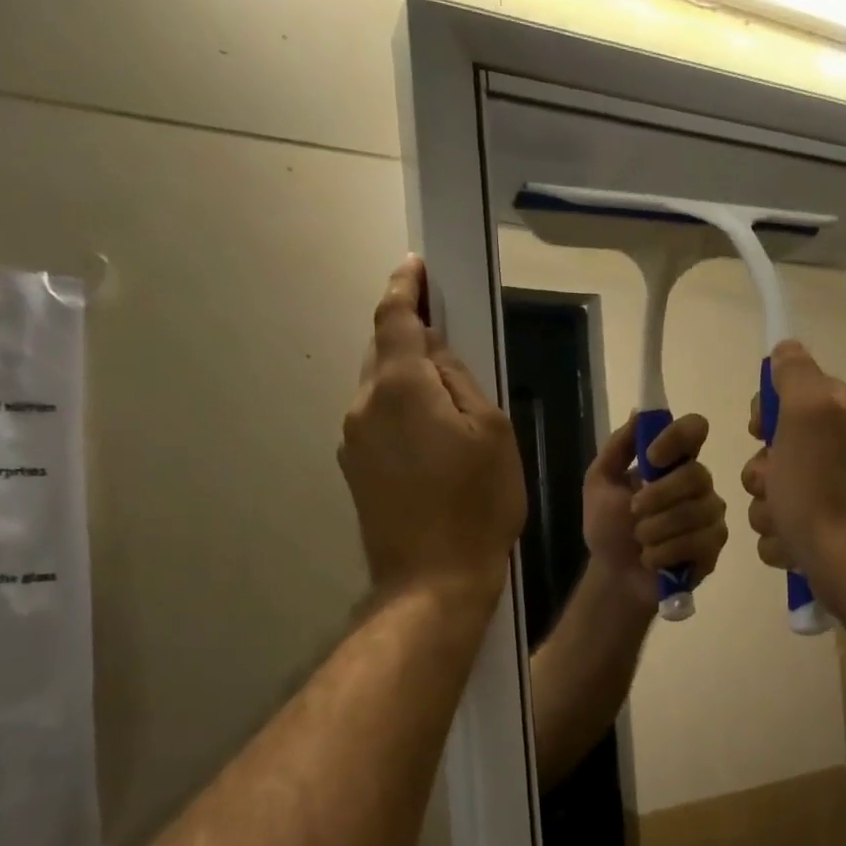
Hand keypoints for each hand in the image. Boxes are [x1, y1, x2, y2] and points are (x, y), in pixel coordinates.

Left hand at [338, 257, 525, 604]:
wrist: (433, 579)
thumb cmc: (478, 503)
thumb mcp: (492, 431)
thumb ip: (460, 380)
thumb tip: (434, 353)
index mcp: (401, 387)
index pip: (395, 320)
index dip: (404, 288)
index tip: (414, 266)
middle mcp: (364, 404)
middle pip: (384, 353)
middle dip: (408, 336)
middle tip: (443, 332)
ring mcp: (353, 440)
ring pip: (380, 390)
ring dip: (408, 380)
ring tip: (447, 401)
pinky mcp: (355, 470)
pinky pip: (378, 421)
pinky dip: (401, 412)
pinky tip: (431, 438)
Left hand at [584, 413, 728, 604]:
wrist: (614, 576)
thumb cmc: (608, 528)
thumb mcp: (600, 483)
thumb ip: (618, 447)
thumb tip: (640, 412)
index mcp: (673, 462)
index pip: (695, 429)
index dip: (677, 437)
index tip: (652, 456)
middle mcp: (698, 483)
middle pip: (695, 475)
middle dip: (657, 497)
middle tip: (634, 513)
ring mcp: (710, 514)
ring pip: (694, 512)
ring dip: (655, 530)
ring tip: (641, 542)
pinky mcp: (714, 545)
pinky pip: (697, 542)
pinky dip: (664, 553)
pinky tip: (653, 559)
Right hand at [741, 341, 845, 596]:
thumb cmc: (823, 488)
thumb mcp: (807, 414)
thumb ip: (796, 374)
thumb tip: (786, 348)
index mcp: (845, 412)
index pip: (790, 393)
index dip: (766, 414)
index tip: (760, 433)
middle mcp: (845, 446)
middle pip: (774, 447)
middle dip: (762, 472)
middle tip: (776, 485)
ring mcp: (835, 490)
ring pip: (772, 488)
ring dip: (767, 508)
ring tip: (785, 522)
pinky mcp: (825, 528)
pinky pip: (782, 523)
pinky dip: (781, 536)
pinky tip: (793, 544)